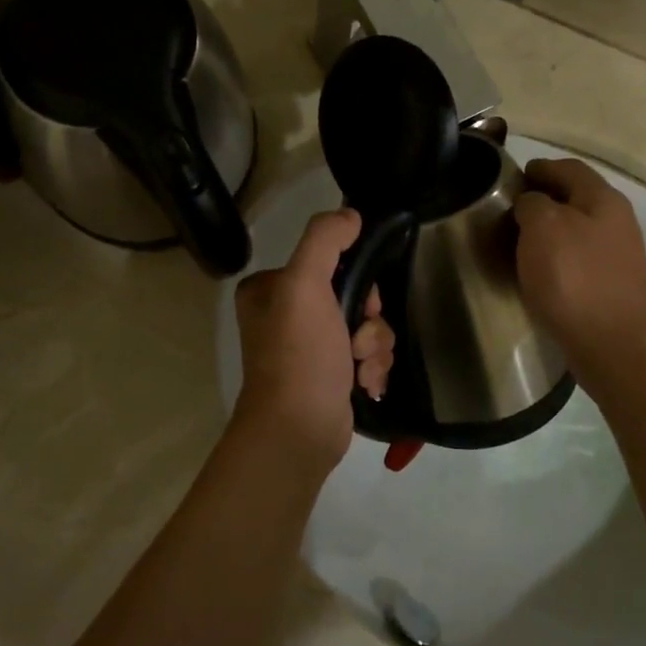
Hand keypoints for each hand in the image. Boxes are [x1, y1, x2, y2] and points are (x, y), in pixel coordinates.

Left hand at [232, 209, 395, 473]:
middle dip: (369, 319)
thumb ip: (325, 241)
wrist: (298, 430)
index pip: (329, 262)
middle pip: (355, 294)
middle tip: (359, 339)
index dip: (356, 277)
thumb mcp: (304, 285)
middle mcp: (286, 314)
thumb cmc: (298, 354)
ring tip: (361, 368)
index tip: (363, 301)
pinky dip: (373, 368)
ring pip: (367, 326)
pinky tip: (366, 385)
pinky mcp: (331, 375)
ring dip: (374, 346)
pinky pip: (368, 356)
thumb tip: (350, 215)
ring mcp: (309, 347)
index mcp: (270, 288)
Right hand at [514, 159, 645, 385]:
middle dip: (542, 198)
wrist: (612, 344)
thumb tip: (531, 203)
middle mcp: (616, 221)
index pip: (568, 167)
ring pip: (576, 228)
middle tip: (508, 209)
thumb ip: (532, 203)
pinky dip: (555, 255)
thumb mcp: (542, 226)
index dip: (539, 167)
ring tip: (516, 239)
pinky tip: (537, 269)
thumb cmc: (574, 277)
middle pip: (575, 197)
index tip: (511, 177)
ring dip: (548, 229)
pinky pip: (577, 257)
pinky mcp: (610, 284)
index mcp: (603, 199)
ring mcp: (617, 255)